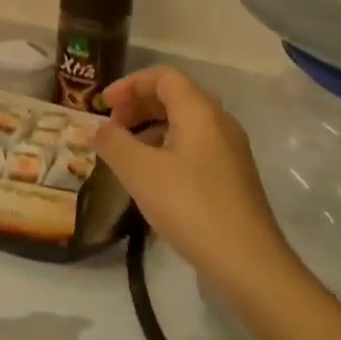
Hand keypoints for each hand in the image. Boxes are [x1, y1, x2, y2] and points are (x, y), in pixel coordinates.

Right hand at [92, 66, 293, 291]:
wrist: (247, 262)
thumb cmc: (190, 206)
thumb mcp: (139, 171)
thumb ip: (112, 142)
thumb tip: (93, 128)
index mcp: (200, 112)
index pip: (163, 77)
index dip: (129, 84)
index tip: (102, 106)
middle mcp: (219, 123)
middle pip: (175, 97)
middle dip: (138, 106)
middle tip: (110, 128)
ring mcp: (229, 152)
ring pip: (184, 124)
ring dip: (150, 129)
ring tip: (124, 154)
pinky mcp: (231, 178)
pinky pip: (194, 147)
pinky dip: (166, 149)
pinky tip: (150, 179)